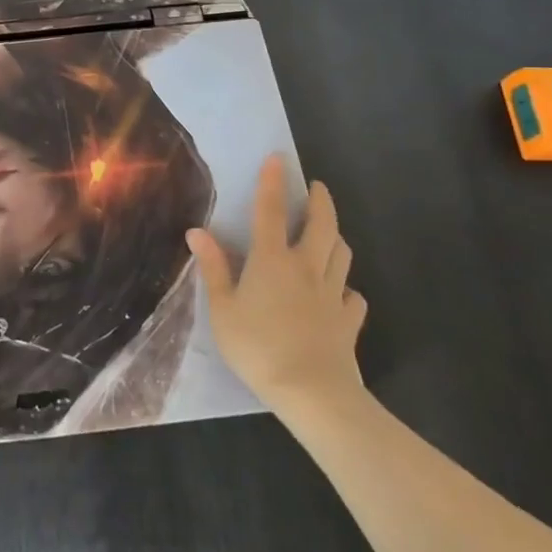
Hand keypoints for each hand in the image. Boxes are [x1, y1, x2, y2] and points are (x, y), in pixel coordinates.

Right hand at [185, 156, 367, 429]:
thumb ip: (213, 268)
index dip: (272, 182)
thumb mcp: (222, 309)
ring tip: (329, 232)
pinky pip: (354, 297)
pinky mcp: (349, 321)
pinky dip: (348, 288)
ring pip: (342, 254)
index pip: (271, 211)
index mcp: (272, 260)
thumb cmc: (258, 347)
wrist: (312, 392)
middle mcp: (306, 268)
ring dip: (336, 237)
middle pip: (321, 225)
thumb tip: (197, 231)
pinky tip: (341, 293)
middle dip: (320, 201)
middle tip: (317, 187)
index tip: (278, 159)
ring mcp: (332, 294)